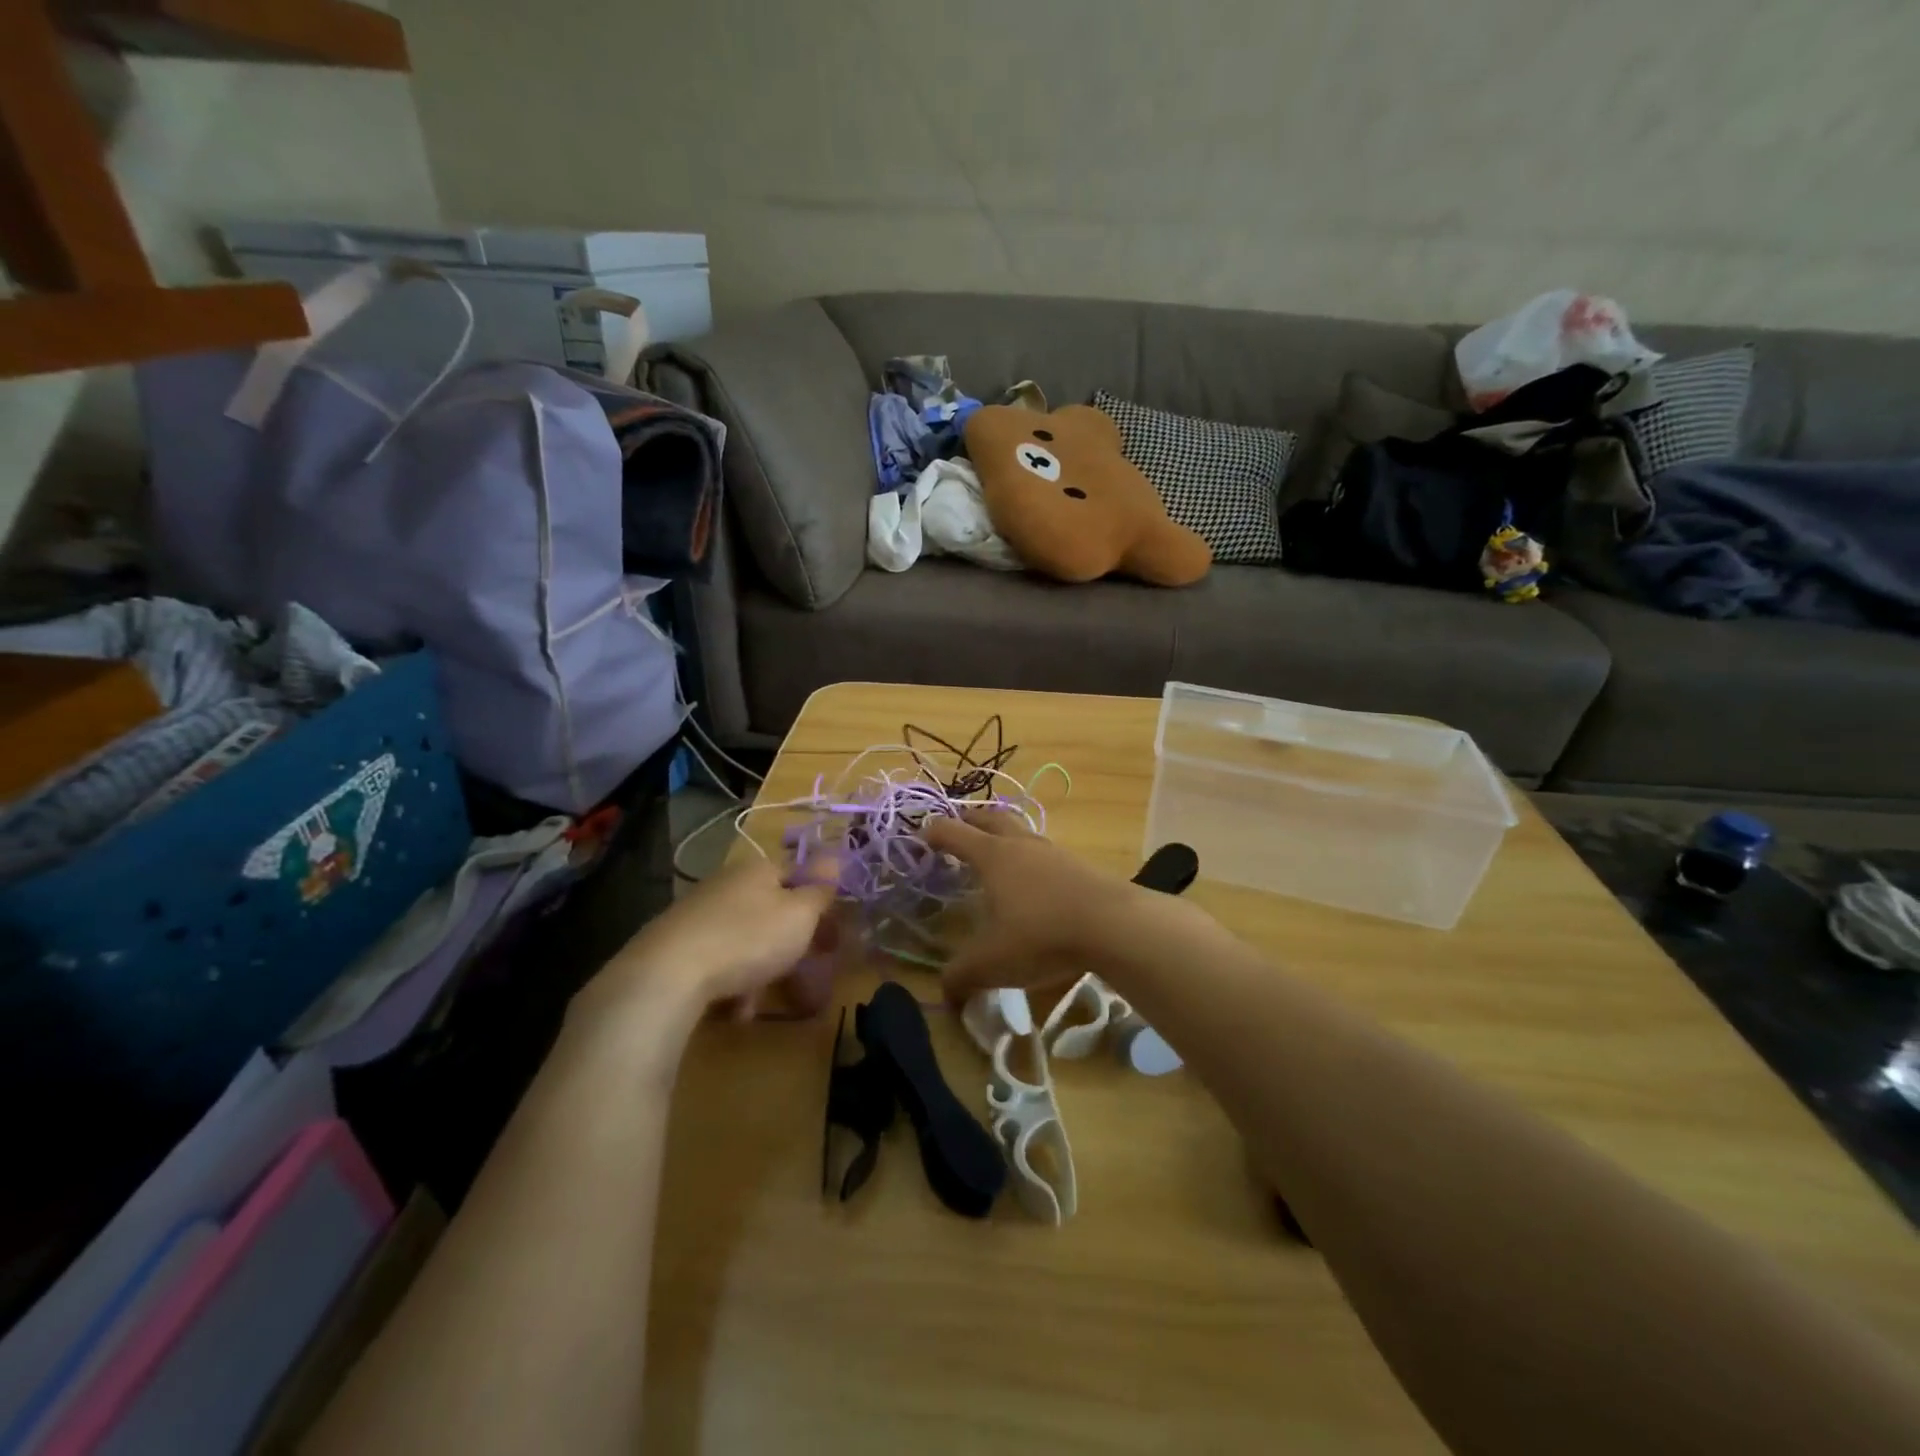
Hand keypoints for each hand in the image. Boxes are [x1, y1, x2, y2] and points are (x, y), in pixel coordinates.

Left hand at [574, 855, 838, 1043]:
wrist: (667, 976)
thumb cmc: (748, 938)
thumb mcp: (799, 915)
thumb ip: (820, 891)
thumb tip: (833, 863)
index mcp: (758, 869)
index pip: (799, 876)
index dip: (820, 905)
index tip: (832, 938)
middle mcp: (727, 884)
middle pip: (771, 911)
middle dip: (790, 945)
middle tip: (804, 974)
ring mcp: (698, 914)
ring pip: (745, 941)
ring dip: (760, 971)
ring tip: (759, 1002)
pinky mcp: (675, 946)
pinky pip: (717, 962)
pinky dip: (730, 984)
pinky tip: (732, 1010)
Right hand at [922, 810, 1143, 999]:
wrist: (1114, 925)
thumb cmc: (1041, 935)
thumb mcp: (992, 962)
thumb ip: (961, 976)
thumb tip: (945, 993)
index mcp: (992, 856)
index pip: (954, 833)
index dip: (933, 832)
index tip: (921, 836)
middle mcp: (1020, 844)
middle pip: (990, 817)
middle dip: (969, 820)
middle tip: (957, 830)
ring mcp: (1052, 850)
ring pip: (1020, 831)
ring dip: (1003, 835)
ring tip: (995, 854)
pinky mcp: (1078, 864)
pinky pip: (1043, 850)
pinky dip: (1029, 856)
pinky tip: (1033, 880)